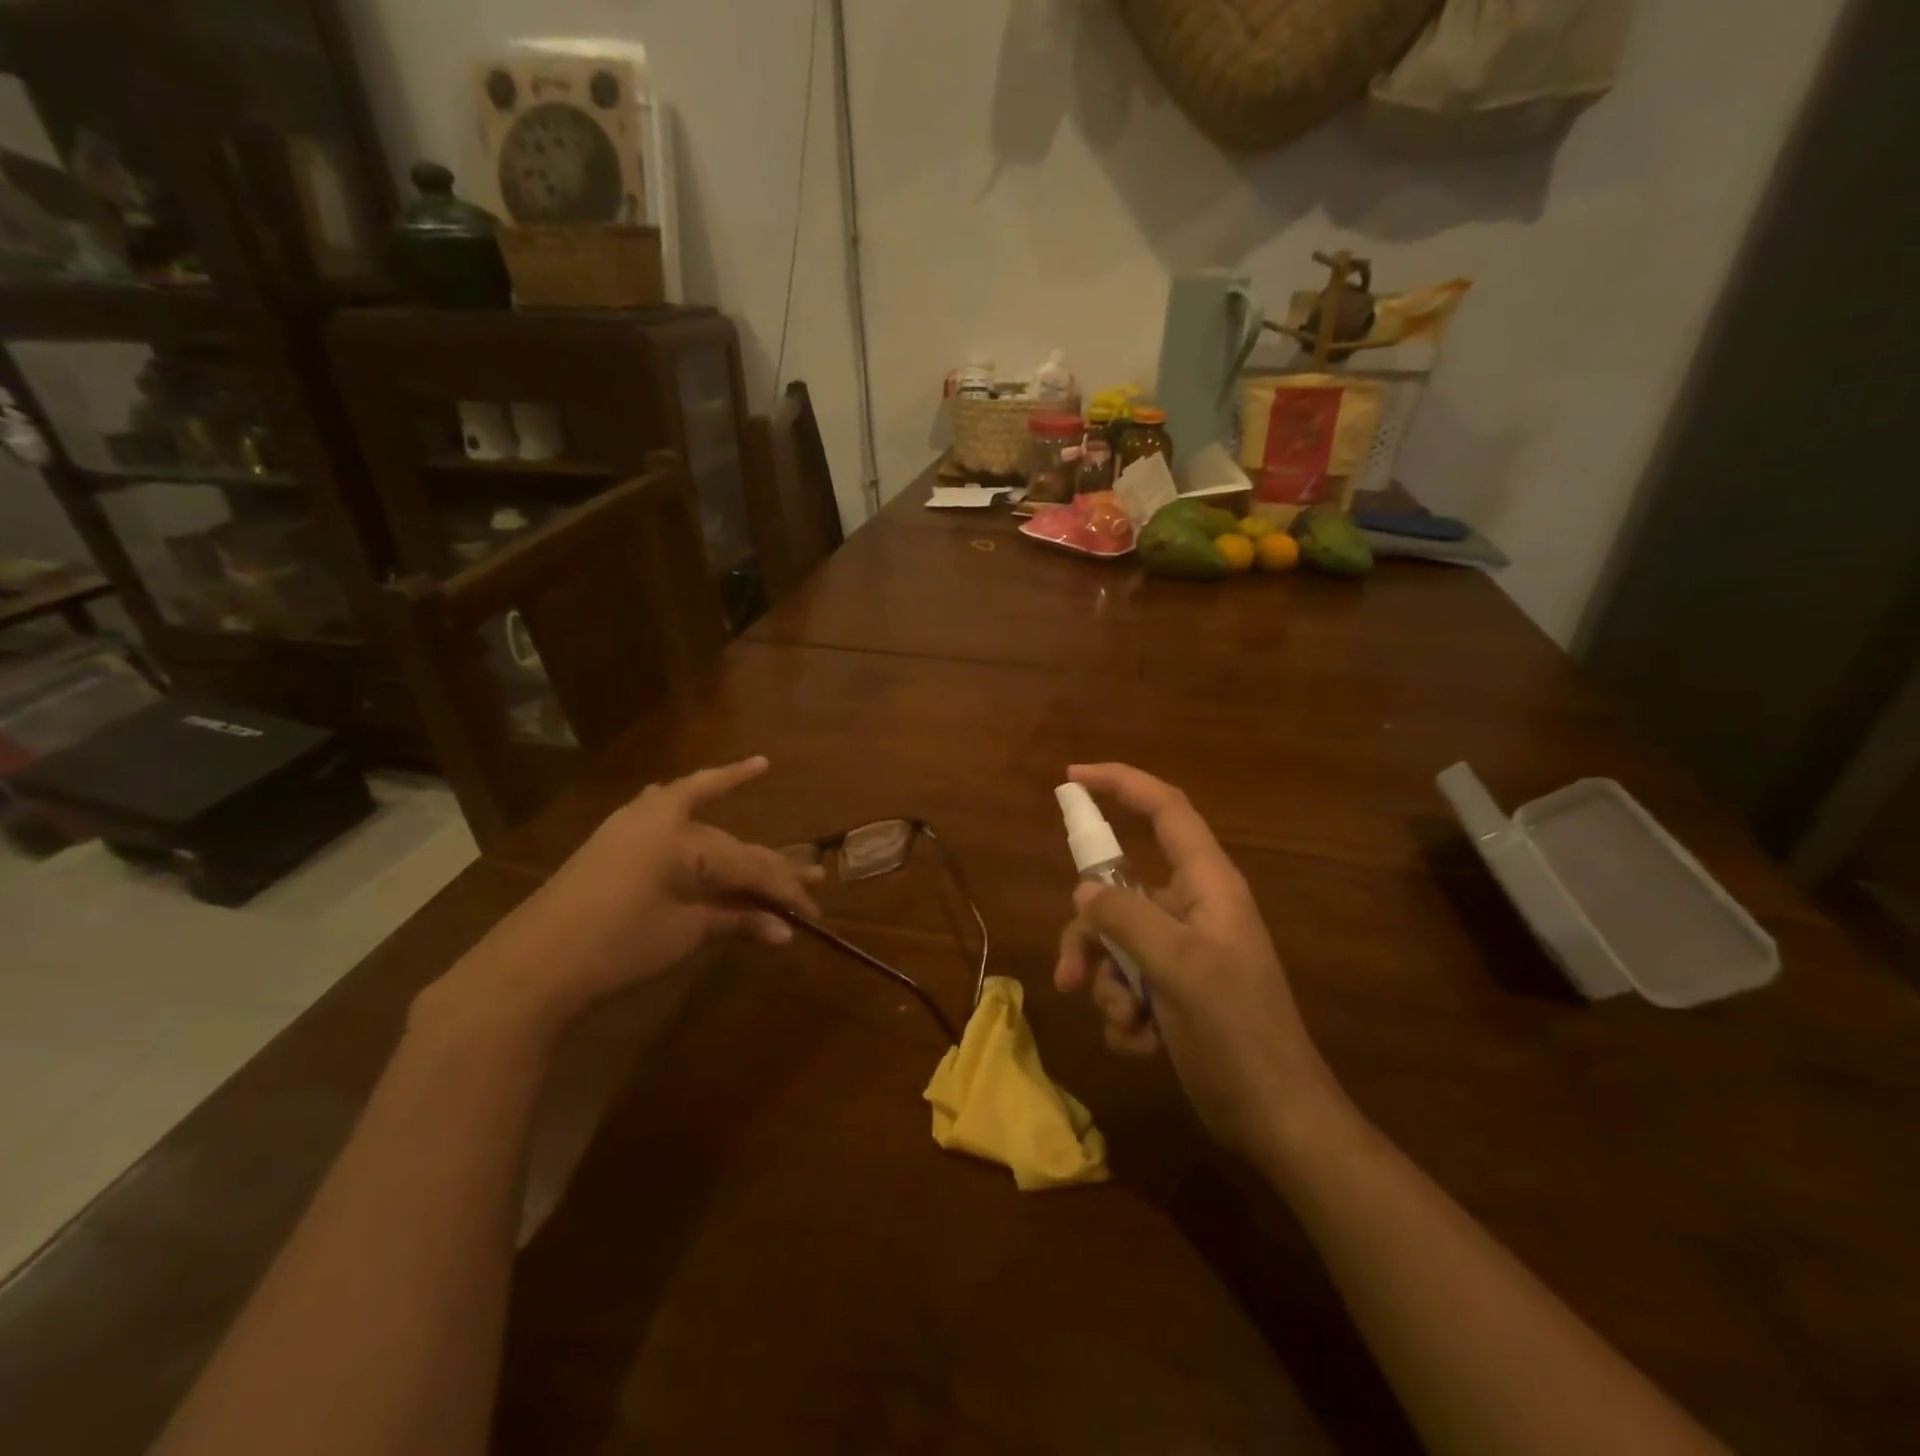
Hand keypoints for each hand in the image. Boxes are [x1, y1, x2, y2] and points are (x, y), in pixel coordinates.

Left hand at [426, 757, 820, 1034]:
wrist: (531, 966)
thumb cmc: (616, 947)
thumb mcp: (684, 932)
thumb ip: (735, 920)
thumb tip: (785, 931)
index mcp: (683, 839)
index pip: (750, 865)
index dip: (784, 891)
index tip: (814, 914)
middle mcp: (661, 820)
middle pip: (730, 844)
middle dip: (770, 865)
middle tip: (813, 880)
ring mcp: (632, 825)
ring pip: (696, 816)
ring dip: (723, 804)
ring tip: (756, 769)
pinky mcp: (613, 840)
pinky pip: (657, 807)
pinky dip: (679, 797)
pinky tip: (682, 786)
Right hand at [1053, 763, 1342, 1158]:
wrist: (1277, 1119)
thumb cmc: (1237, 1032)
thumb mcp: (1179, 968)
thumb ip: (1126, 919)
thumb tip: (1084, 893)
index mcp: (1207, 884)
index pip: (1164, 809)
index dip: (1120, 783)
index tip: (1071, 779)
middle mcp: (1191, 908)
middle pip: (1118, 891)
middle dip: (1089, 936)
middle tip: (1071, 977)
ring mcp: (1182, 950)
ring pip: (1115, 942)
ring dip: (1107, 985)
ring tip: (1126, 1025)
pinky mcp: (1174, 988)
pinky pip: (1126, 981)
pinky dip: (1124, 1012)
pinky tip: (1143, 1044)